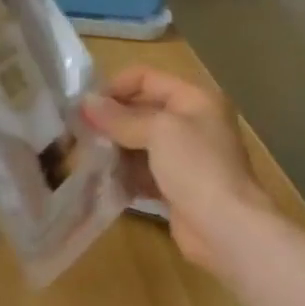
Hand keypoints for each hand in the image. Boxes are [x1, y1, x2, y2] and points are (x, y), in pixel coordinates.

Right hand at [81, 66, 272, 272]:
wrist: (226, 227)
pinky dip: (122, 172)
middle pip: (141, 110)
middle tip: (78, 132)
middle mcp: (191, 122)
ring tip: (84, 155)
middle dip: (110, 119)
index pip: (147, 77)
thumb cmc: (196, 167)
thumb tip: (86, 103)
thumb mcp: (158, 131)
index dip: (115, 86)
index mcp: (195, 99)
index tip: (85, 106)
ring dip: (113, 147)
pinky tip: (101, 178)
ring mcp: (184, 156)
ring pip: (139, 142)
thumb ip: (120, 117)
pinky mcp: (175, 185)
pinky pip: (142, 170)